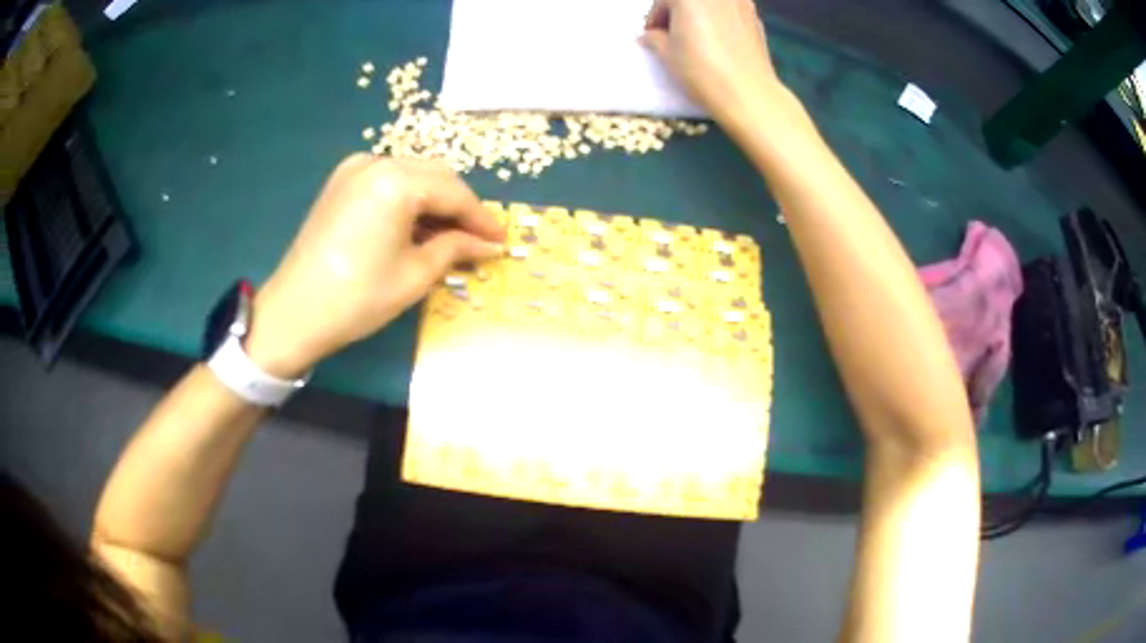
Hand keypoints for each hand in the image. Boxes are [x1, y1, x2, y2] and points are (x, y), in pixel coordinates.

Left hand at [244, 155, 504, 376]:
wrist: (294, 312)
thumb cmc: (357, 298)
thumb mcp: (415, 275)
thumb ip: (456, 248)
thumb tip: (490, 244)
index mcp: (396, 181)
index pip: (454, 193)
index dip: (482, 218)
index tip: (501, 239)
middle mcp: (377, 162)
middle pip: (435, 176)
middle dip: (460, 207)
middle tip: (478, 240)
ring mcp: (355, 169)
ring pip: (413, 176)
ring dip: (435, 203)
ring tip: (450, 238)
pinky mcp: (341, 182)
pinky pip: (388, 182)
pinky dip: (409, 200)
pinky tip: (417, 227)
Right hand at [641, 0, 782, 126]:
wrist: (748, 93)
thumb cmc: (701, 69)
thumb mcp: (667, 54)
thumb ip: (654, 38)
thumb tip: (650, 36)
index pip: (662, 1)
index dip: (654, 18)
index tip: (652, 35)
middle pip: (689, 0)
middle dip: (678, 14)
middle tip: (673, 36)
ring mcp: (740, 3)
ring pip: (711, 5)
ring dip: (700, 16)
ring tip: (697, 39)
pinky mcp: (756, 19)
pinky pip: (730, 14)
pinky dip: (720, 22)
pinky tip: (719, 44)